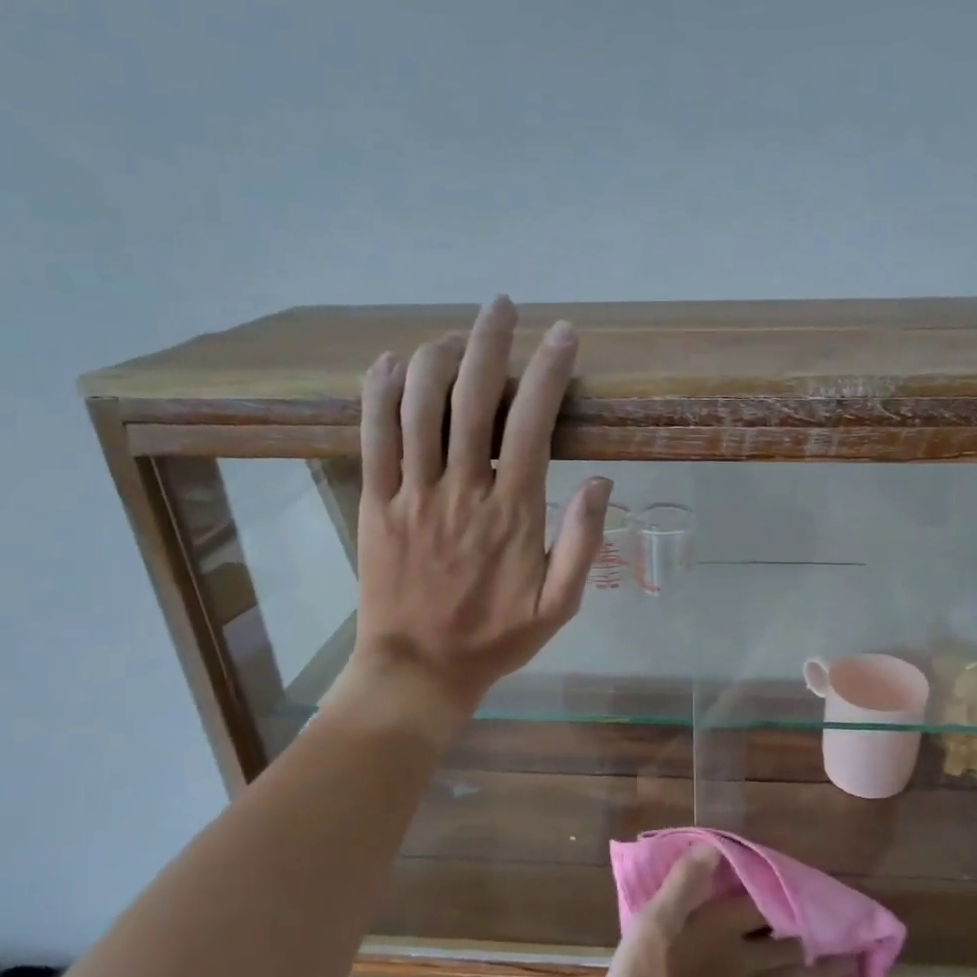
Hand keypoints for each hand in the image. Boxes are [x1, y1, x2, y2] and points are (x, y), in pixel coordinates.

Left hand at [342, 296, 611, 717]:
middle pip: (473, 398)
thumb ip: (584, 544)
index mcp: (513, 513)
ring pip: (418, 406)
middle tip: (502, 306)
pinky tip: (392, 362)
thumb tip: (603, 482)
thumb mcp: (560, 605)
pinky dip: (380, 392)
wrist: (420, 670)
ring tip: (456, 334)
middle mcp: (462, 491)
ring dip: (437, 357)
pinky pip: (373, 436)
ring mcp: (413, 494)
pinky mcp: (376, 503)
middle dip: (491, 342)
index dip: (550, 372)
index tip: (564, 336)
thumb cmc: (496, 638)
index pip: (534, 423)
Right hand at [602, 848, 857, 976]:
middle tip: (836, 926)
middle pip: (789, 943)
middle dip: (814, 936)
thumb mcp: (653, 927)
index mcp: (721, 928)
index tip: (802, 879)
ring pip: (788, 972)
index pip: (763, 901)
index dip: (779, 888)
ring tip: (838, 960)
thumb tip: (712, 848)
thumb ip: (683, 886)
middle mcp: (741, 957)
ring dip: (812, 965)